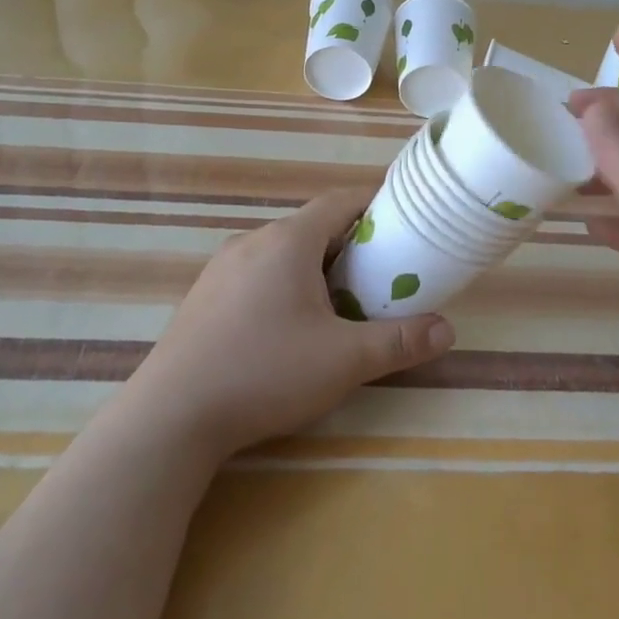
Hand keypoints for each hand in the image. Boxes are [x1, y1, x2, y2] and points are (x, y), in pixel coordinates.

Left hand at [126, 188, 454, 459]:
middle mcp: (253, 241)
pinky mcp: (203, 297)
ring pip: (282, 251)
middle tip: (378, 275)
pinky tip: (286, 327)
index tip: (401, 223)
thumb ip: (399, 342)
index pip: (340, 201)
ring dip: (314, 266)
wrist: (170, 418)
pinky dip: (283, 284)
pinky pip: (255, 273)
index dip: (373, 204)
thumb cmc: (265, 373)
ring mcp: (221, 268)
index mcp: (288, 240)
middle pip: (312, 226)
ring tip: (338, 304)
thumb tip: (448, 330)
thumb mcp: (344, 361)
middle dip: (349, 244)